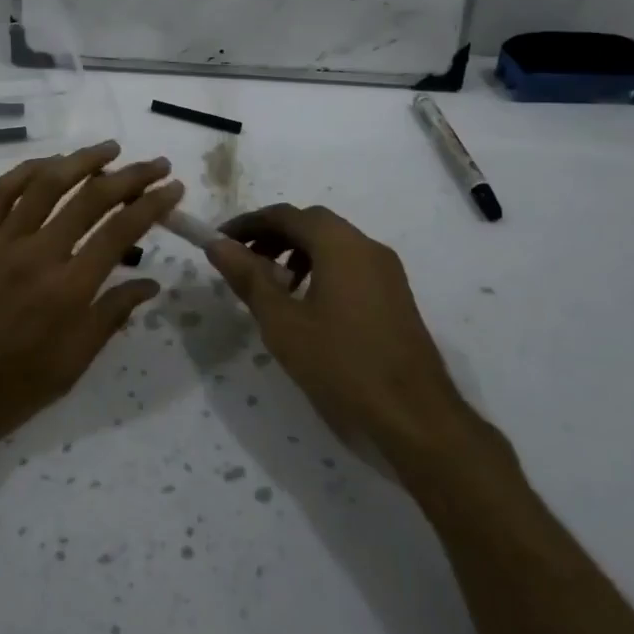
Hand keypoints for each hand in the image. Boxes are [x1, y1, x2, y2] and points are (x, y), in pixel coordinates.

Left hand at [0, 141, 183, 463]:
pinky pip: (1, 192)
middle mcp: (37, 256)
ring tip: (110, 148)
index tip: (173, 187)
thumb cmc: (11, 390)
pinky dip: (29, 171)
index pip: (121, 232)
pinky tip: (51, 165)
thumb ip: (111, 316)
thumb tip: (150, 283)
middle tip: (155, 164)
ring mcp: (0, 243)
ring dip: (83, 160)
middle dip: (130, 176)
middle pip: (91, 199)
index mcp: (68, 291)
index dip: (152, 204)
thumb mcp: (72, 365)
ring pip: (46, 184)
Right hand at [206, 203, 471, 460]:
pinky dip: (321, 269)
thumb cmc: (341, 366)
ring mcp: (387, 271)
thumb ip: (249, 278)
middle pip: (311, 224)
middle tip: (242, 261)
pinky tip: (307, 305)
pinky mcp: (395, 296)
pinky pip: (350, 265)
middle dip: (273, 236)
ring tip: (271, 286)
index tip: (219, 242)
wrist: (416, 419)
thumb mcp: (283, 323)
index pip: (285, 215)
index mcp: (340, 244)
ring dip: (297, 253)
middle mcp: (367, 246)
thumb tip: (217, 244)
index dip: (248, 224)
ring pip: (333, 244)